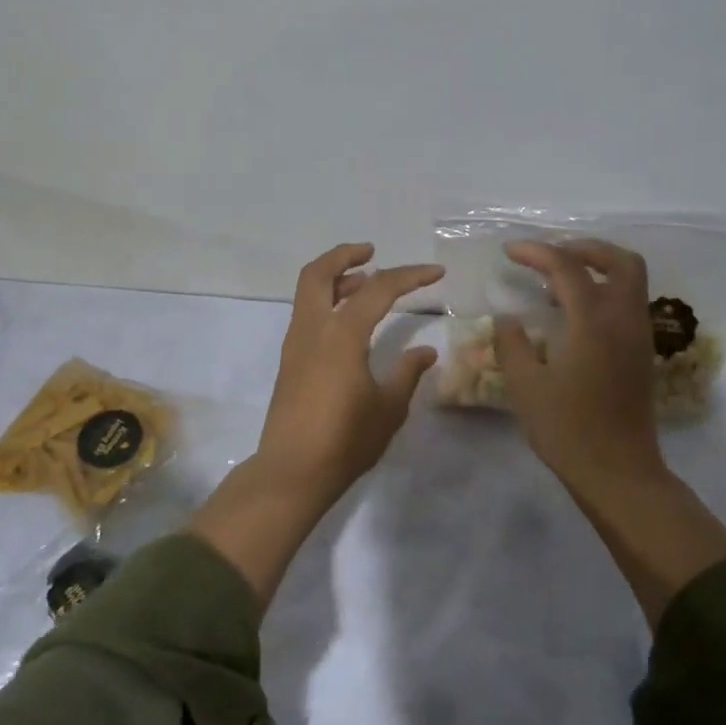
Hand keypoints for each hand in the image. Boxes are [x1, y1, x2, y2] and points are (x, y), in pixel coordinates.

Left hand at [255, 242, 443, 509]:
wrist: (292, 472)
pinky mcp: (290, 361)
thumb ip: (407, 373)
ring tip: (366, 284)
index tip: (435, 272)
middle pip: (319, 273)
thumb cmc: (345, 440)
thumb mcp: (388, 408)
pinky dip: (327, 303)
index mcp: (342, 335)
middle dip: (345, 255)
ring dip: (335, 279)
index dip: (410, 275)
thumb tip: (425, 351)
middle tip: (371, 252)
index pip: (379, 289)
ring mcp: (296, 344)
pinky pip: (307, 315)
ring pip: (308, 292)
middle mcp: (313, 329)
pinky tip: (350, 323)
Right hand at [497, 238, 725, 625]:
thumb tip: (507, 318)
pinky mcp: (641, 354)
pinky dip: (603, 292)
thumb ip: (512, 344)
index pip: (568, 268)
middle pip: (620, 261)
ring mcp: (638, 337)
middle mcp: (624, 320)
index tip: (510, 251)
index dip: (537, 252)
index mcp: (594, 323)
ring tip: (556, 284)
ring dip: (597, 268)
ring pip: (630, 281)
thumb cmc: (568, 430)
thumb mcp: (525, 386)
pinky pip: (628, 304)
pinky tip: (573, 315)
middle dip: (584, 248)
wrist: (619, 473)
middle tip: (549, 256)